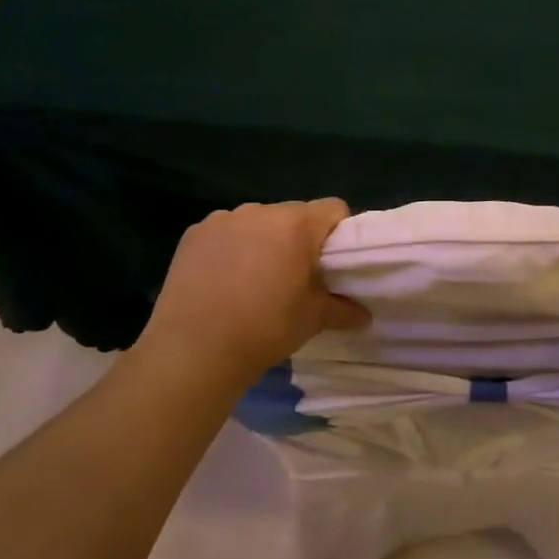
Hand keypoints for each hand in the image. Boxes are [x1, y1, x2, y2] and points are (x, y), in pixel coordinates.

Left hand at [140, 200, 369, 381]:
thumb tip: (364, 316)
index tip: (333, 262)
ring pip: (258, 221)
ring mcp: (223, 219)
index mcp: (297, 225)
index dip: (339, 232)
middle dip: (300, 238)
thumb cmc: (265, 329)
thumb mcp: (313, 320)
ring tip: (255, 279)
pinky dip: (232, 247)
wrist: (194, 350)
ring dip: (265, 241)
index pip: (333, 208)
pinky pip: (226, 231)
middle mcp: (261, 211)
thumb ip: (344, 309)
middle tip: (296, 276)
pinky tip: (224, 279)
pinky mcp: (194, 233)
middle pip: (294, 214)